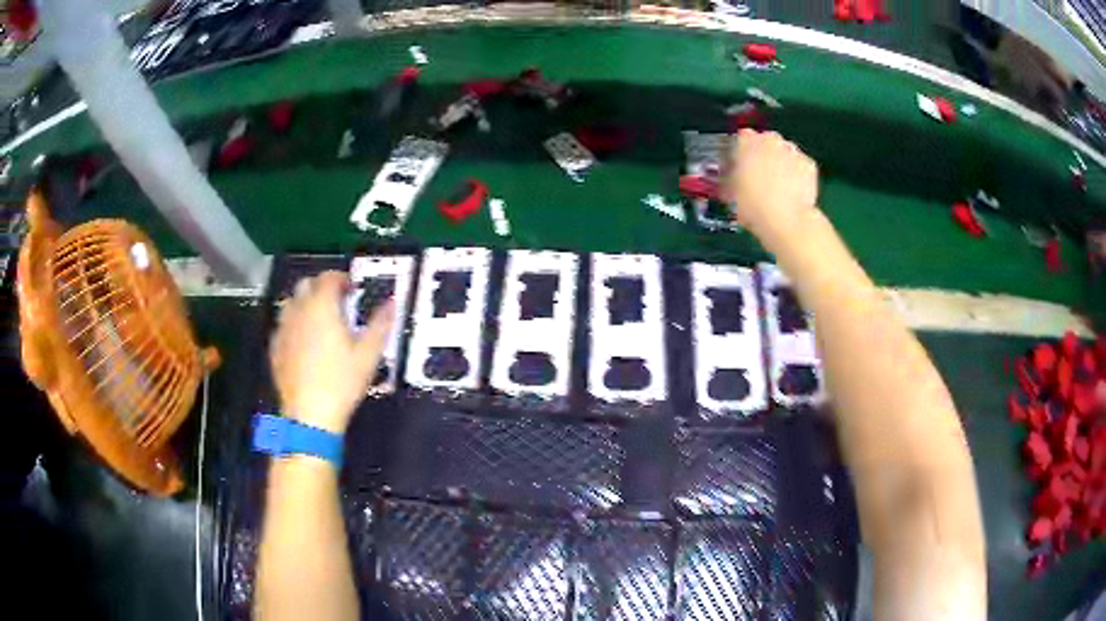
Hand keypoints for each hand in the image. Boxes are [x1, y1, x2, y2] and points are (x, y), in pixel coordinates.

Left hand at [270, 271, 394, 433]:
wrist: (309, 415)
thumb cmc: (341, 383)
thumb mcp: (368, 354)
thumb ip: (380, 324)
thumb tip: (392, 303)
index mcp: (322, 307)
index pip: (329, 277)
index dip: (342, 279)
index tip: (352, 290)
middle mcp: (299, 311)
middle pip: (306, 284)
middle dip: (322, 288)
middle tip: (338, 303)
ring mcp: (283, 329)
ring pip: (291, 302)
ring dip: (306, 303)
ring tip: (320, 321)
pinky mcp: (275, 347)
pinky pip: (283, 325)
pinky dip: (295, 324)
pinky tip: (305, 342)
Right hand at [722, 130, 819, 242]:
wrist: (787, 220)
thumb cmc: (753, 206)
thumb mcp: (731, 193)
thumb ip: (730, 178)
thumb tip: (731, 179)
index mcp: (747, 142)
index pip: (742, 137)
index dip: (741, 151)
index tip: (741, 164)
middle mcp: (770, 140)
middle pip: (766, 140)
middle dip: (763, 154)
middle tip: (760, 175)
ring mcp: (792, 150)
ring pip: (784, 151)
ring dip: (781, 162)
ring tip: (779, 185)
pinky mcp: (809, 164)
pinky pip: (800, 165)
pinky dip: (797, 173)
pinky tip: (793, 190)